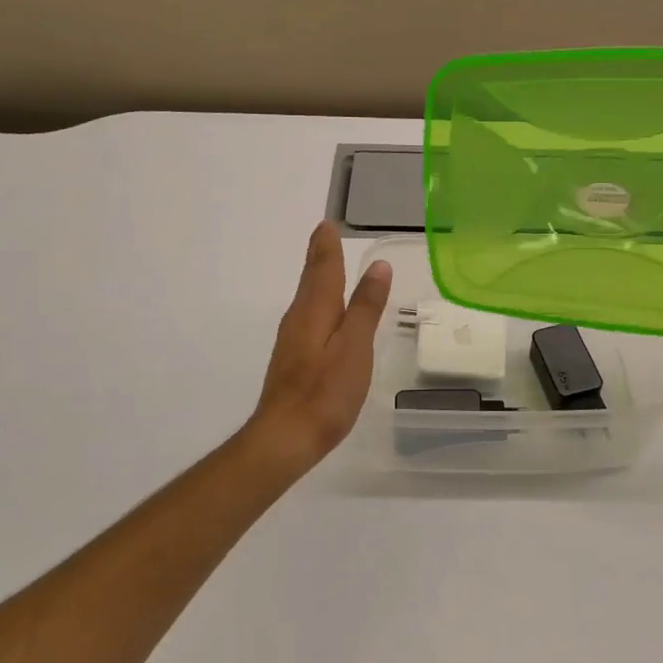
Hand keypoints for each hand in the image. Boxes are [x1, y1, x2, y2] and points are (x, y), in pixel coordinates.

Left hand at [246, 222, 391, 469]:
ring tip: (328, 266)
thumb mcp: (354, 346)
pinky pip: (308, 318)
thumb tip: (377, 266)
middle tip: (325, 236)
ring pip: (307, 299)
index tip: (326, 225)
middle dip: (319, 257)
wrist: (285, 438)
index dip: (326, 246)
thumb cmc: (325, 391)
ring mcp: (292, 341)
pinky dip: (319, 304)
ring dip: (318, 279)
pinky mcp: (292, 361)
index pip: (322, 268)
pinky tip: (325, 315)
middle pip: (311, 280)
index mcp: (315, 310)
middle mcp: (298, 319)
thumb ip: (366, 306)